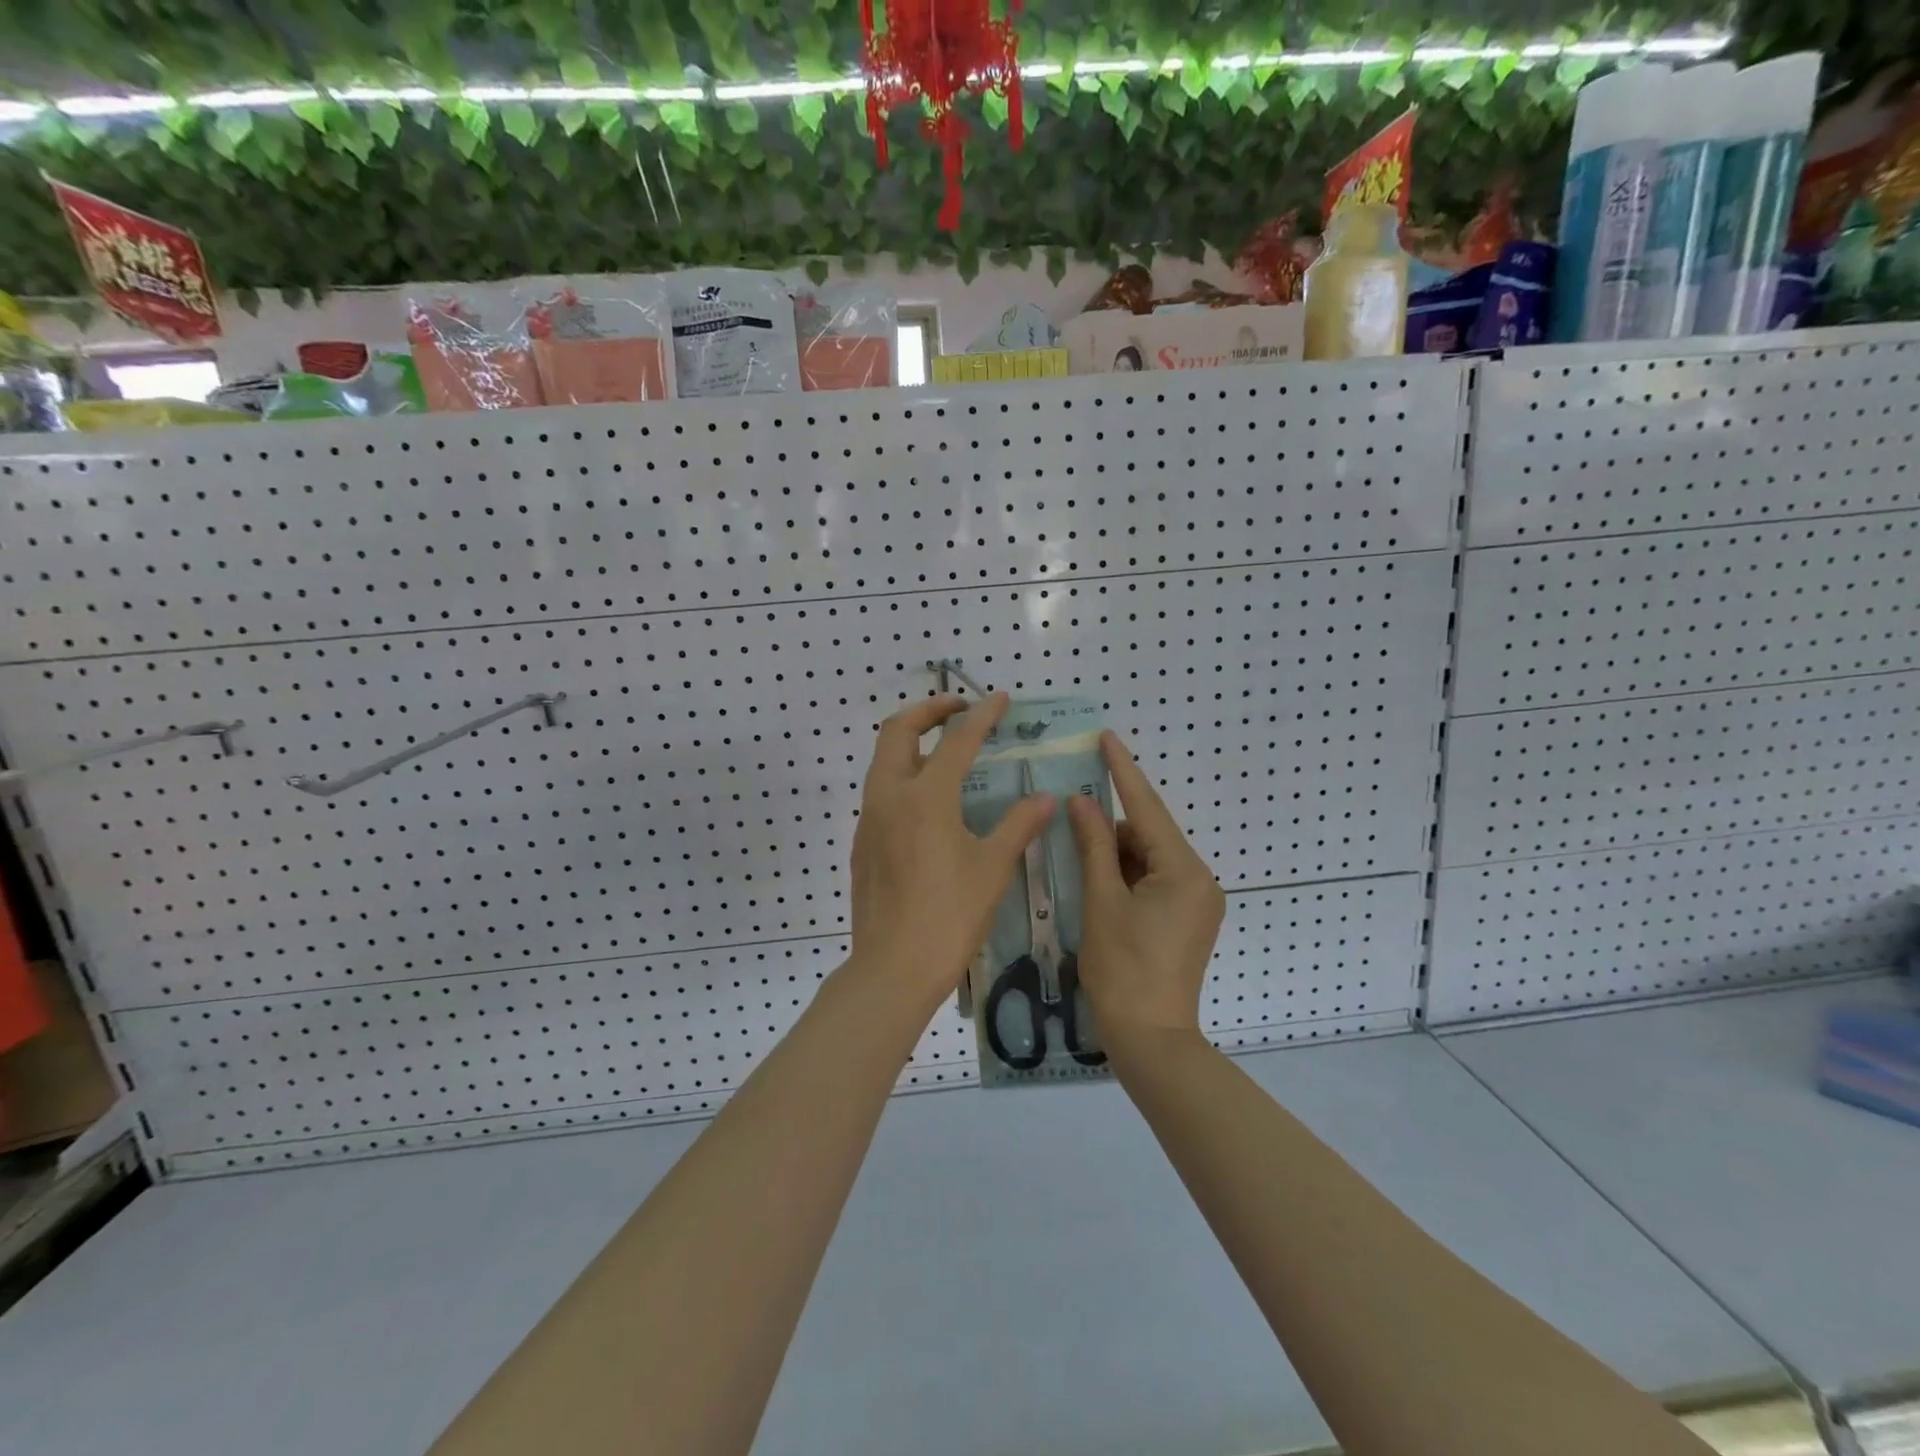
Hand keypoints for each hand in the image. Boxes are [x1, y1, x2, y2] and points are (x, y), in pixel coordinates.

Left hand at [849, 692, 1054, 1007]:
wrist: (892, 968)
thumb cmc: (949, 917)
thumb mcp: (992, 869)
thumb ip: (1019, 825)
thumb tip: (1045, 798)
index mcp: (925, 797)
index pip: (956, 741)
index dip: (981, 716)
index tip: (999, 698)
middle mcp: (889, 796)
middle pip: (897, 730)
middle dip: (928, 710)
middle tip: (958, 710)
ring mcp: (869, 819)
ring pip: (883, 760)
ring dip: (911, 741)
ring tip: (945, 749)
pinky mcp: (862, 842)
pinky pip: (880, 790)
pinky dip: (902, 774)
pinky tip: (929, 801)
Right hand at [1068, 731, 1225, 1037]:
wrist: (1150, 1040)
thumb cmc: (1122, 969)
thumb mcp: (1102, 902)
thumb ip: (1093, 847)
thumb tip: (1081, 802)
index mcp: (1184, 872)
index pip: (1147, 809)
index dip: (1123, 771)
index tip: (1106, 737)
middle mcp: (1200, 880)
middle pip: (1148, 836)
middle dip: (1110, 828)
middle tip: (1070, 818)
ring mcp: (1197, 902)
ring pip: (1149, 859)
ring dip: (1115, 856)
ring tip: (1077, 861)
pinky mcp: (1188, 919)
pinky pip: (1154, 881)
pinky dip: (1126, 876)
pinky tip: (1097, 884)